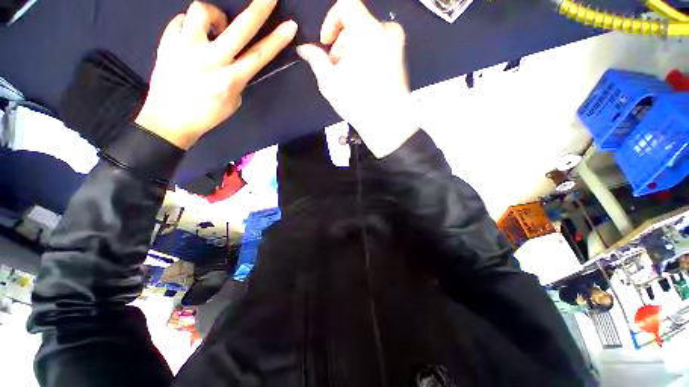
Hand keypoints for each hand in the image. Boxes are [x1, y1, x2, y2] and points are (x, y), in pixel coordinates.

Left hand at [136, 1, 297, 149]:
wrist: (169, 120)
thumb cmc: (207, 115)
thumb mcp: (232, 101)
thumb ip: (238, 78)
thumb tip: (237, 59)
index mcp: (231, 80)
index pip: (259, 55)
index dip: (277, 39)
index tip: (290, 25)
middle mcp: (211, 60)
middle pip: (239, 28)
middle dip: (258, 9)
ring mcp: (186, 47)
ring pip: (202, 11)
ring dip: (213, 15)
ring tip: (212, 29)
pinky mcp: (167, 41)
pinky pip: (181, 20)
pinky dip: (189, 26)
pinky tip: (190, 39)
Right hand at [297, 0, 416, 157]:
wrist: (388, 122)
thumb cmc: (358, 103)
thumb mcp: (330, 83)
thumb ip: (317, 60)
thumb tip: (305, 49)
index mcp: (367, 31)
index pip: (347, 4)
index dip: (332, 19)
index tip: (327, 41)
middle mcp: (385, 31)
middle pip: (357, 22)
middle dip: (342, 41)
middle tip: (335, 65)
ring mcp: (396, 44)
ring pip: (368, 35)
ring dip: (354, 49)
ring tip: (348, 74)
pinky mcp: (401, 56)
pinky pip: (380, 45)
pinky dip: (367, 54)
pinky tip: (362, 76)